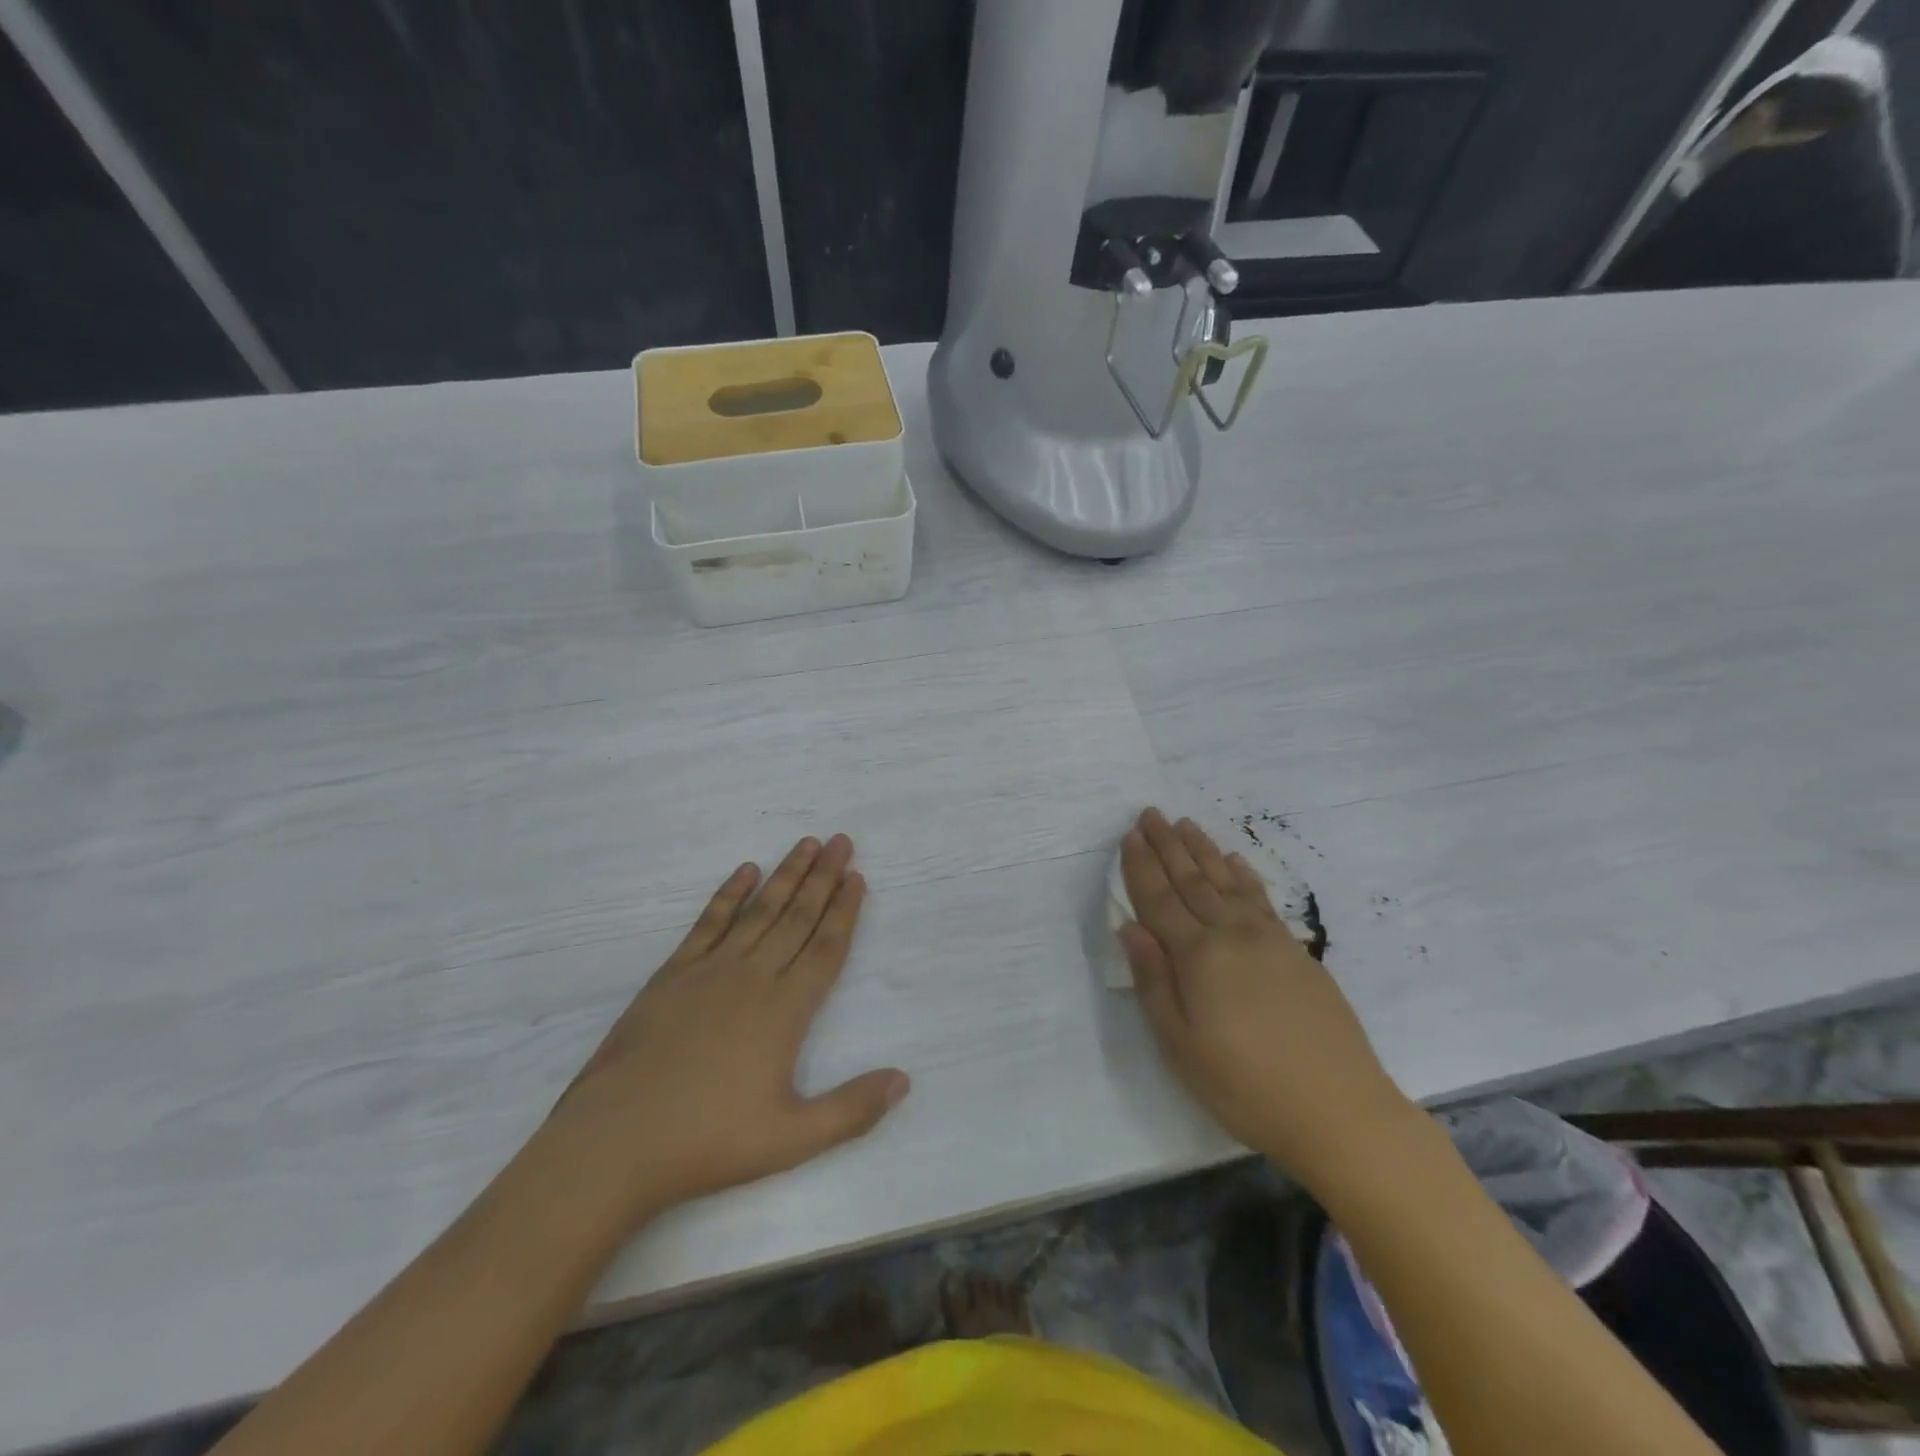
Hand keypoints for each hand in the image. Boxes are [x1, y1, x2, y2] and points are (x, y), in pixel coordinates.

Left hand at [541, 835, 909, 1228]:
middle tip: (842, 841)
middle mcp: (754, 976)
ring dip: (786, 875)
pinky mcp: (673, 973)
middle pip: (797, 917)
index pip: (826, 947)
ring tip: (807, 843)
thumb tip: (903, 1081)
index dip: (845, 911)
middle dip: (823, 877)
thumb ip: (852, 1109)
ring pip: (760, 911)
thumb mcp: (792, 1138)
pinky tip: (745, 871)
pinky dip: (729, 894)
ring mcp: (711, 970)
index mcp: (785, 1009)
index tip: (858, 877)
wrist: (616, 1140)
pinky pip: (709, 922)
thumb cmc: (708, 1141)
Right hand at [1118, 808, 1412, 1187]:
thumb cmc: (1245, 1086)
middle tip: (1151, 813)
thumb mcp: (1181, 1045)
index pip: (1158, 900)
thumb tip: (1129, 928)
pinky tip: (1235, 861)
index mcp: (1197, 956)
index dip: (1140, 867)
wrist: (1340, 1111)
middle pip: (1191, 880)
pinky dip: (1244, 875)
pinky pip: (1262, 898)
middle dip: (1167, 845)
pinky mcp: (1296, 951)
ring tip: (1185, 824)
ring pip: (1226, 881)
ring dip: (1203, 850)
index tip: (1129, 835)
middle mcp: (1231, 934)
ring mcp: (1268, 939)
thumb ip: (1153, 981)